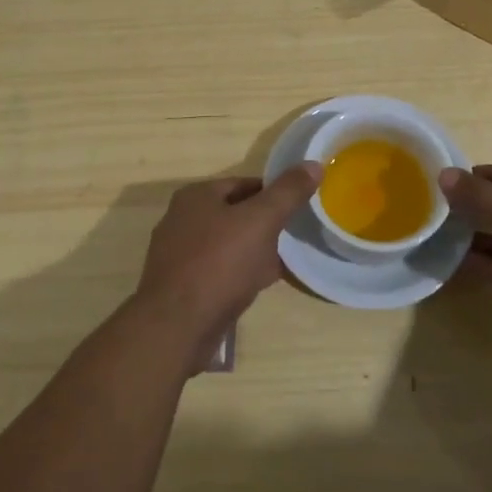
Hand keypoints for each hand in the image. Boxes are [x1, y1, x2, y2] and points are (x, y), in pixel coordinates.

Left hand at [136, 163, 320, 347]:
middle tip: (294, 236)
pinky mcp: (182, 286)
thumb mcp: (261, 221)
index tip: (299, 208)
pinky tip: (260, 286)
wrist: (177, 327)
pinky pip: (219, 271)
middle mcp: (181, 220)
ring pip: (228, 244)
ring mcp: (178, 255)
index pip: (245, 184)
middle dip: (265, 224)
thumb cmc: (219, 264)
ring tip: (283, 262)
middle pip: (235, 214)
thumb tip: (314, 164)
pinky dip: (240, 274)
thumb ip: (288, 192)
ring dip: (255, 251)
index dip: (275, 193)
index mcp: (196, 196)